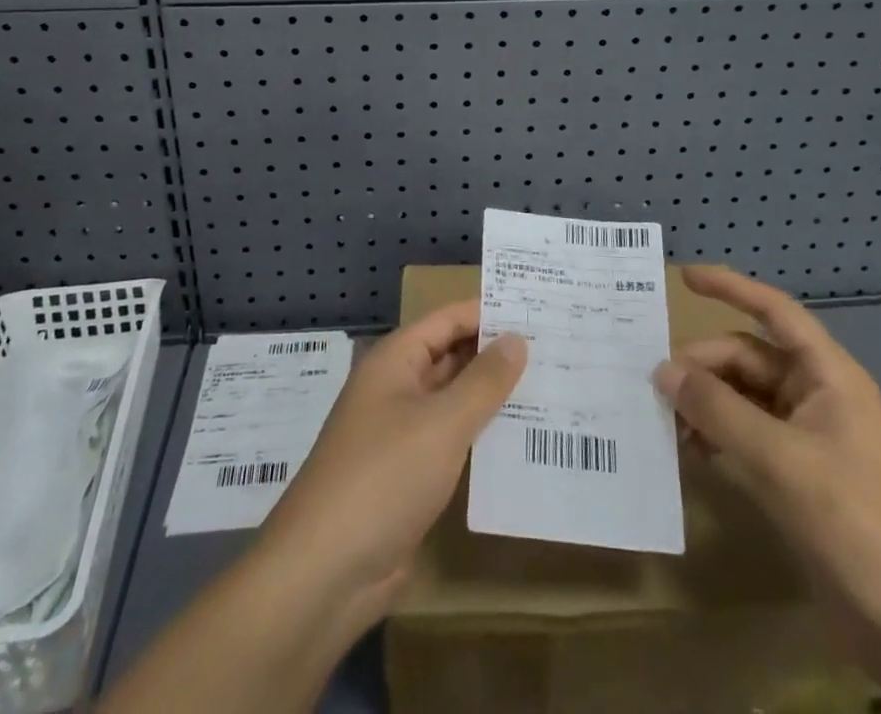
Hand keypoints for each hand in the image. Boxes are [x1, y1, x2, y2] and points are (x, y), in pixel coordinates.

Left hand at [255, 301, 525, 631]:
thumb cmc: (384, 477)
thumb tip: (516, 338)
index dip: (489, 312)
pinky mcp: (408, 475)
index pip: (448, 319)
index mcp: (396, 360)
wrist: (326, 571)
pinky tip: (520, 442)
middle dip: (496, 353)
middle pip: (451, 356)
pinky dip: (481, 436)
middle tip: (555, 349)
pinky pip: (451, 440)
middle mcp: (396, 387)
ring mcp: (401, 432)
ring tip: (550, 389)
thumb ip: (483, 380)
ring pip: (453, 400)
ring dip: (492, 396)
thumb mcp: (442, 423)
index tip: (538, 309)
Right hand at [654, 265, 880, 657]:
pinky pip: (746, 433)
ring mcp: (807, 436)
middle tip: (657, 386)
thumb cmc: (854, 524)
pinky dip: (716, 434)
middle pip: (748, 357)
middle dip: (704, 365)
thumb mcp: (779, 460)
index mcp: (828, 376)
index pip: (775, 312)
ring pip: (743, 396)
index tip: (684, 277)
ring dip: (705, 402)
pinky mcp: (796, 474)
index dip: (731, 287)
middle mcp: (817, 396)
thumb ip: (718, 410)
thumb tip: (663, 372)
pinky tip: (688, 449)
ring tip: (665, 418)